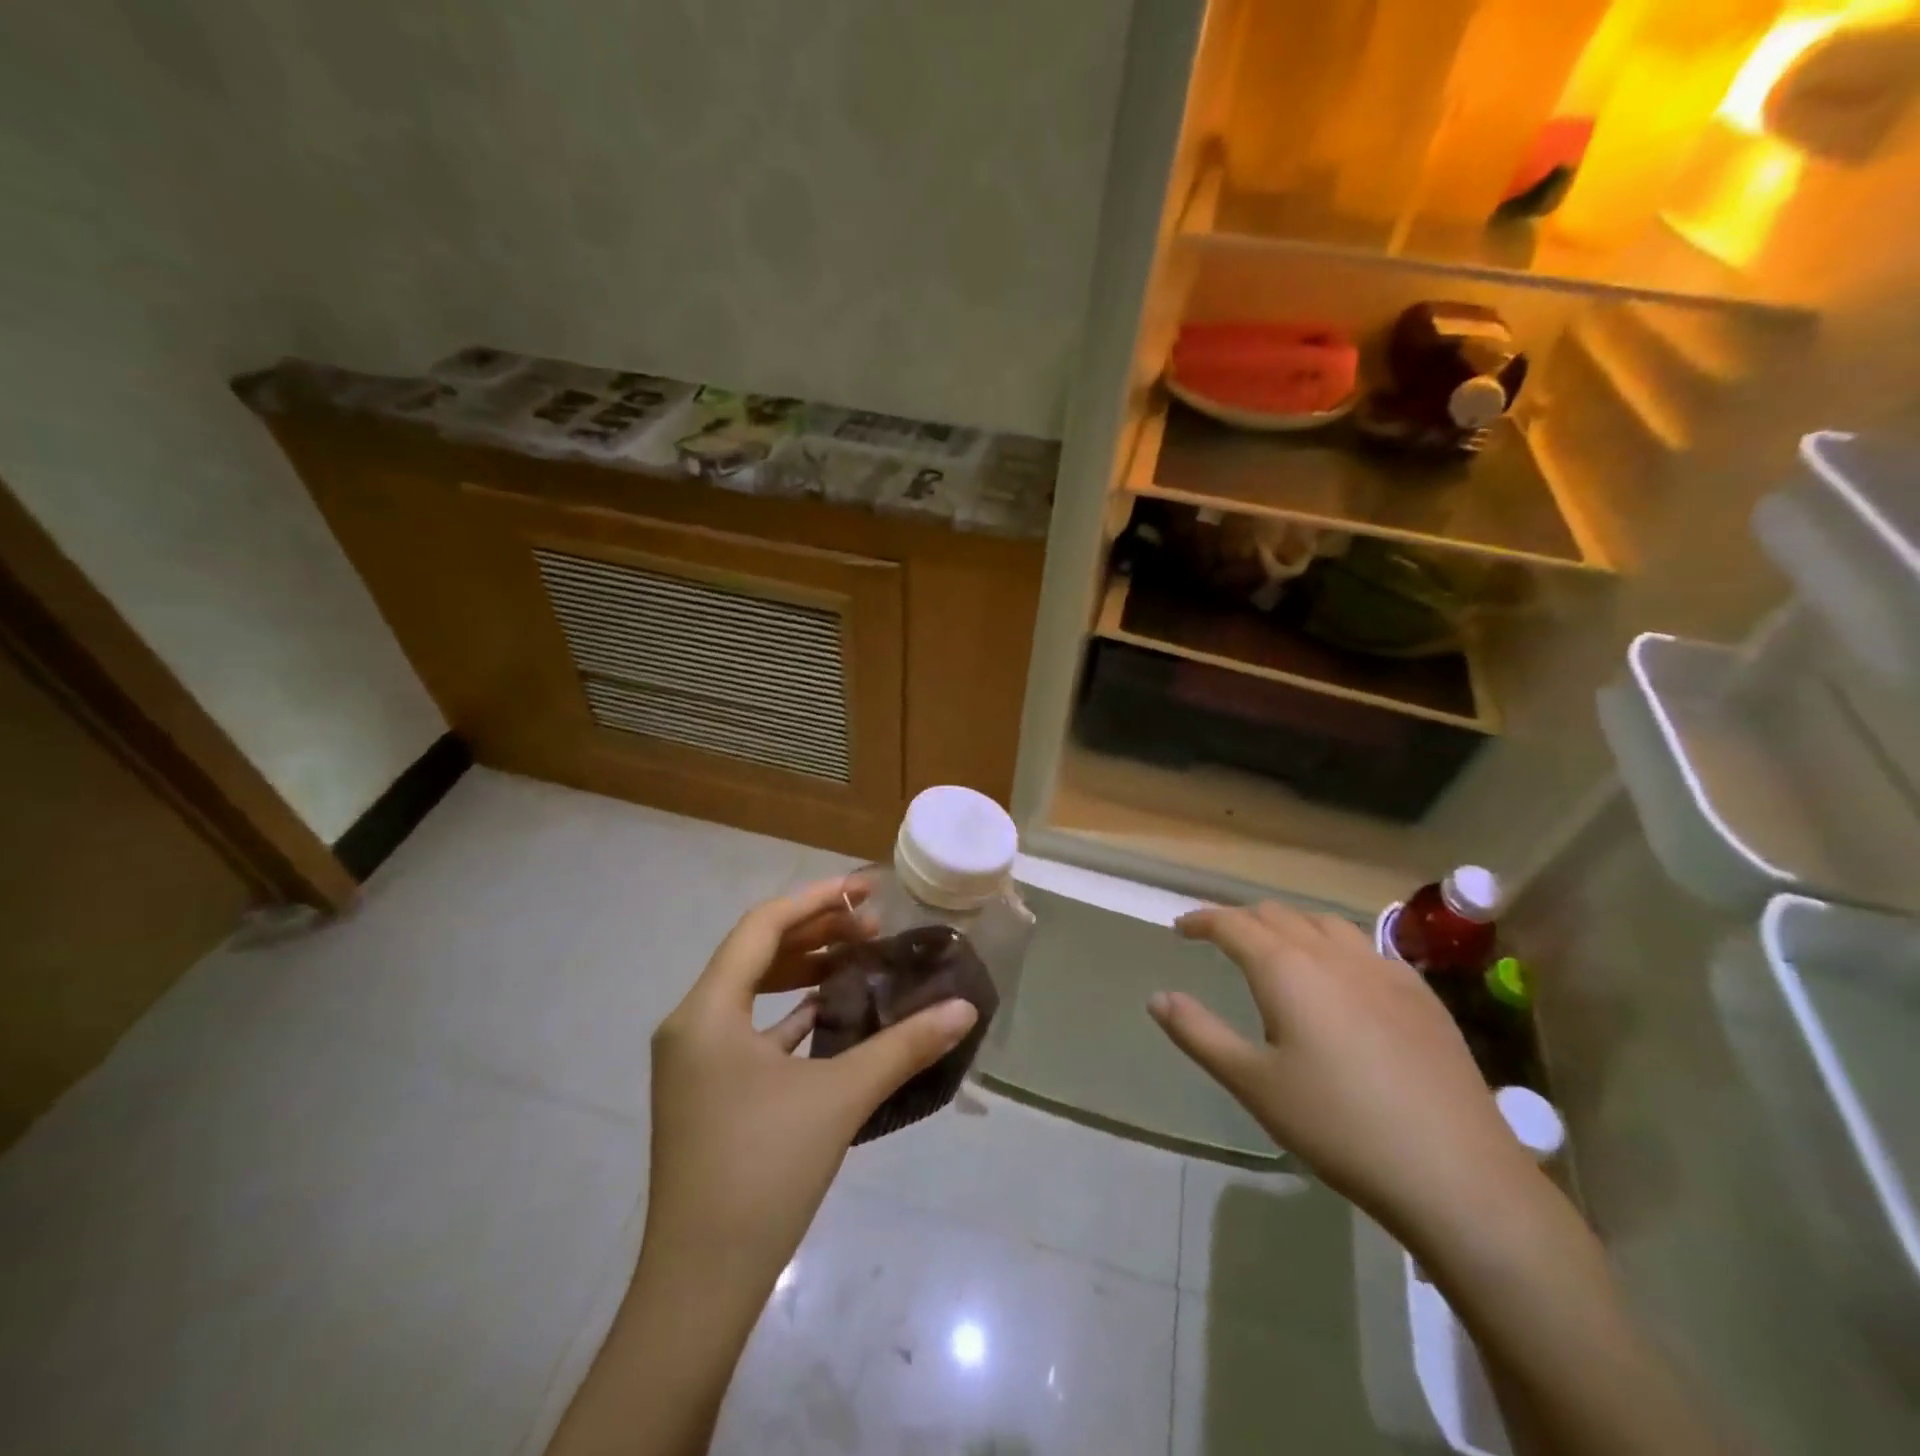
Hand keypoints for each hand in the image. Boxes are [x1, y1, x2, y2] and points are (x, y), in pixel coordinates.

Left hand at [643, 877, 978, 1289]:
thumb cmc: (763, 1173)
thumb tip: (964, 1008)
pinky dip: (790, 1010)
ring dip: (803, 969)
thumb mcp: (839, 1098)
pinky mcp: (706, 1090)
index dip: (816, 899)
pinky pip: (749, 1027)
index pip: (762, 926)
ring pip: (751, 989)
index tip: (866, 890)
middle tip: (872, 925)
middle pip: (755, 951)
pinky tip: (832, 1012)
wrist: (699, 1286)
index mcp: (707, 1011)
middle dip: (815, 931)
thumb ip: (904, 1046)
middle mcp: (691, 1024)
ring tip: (857, 957)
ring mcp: (694, 1060)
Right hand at [1149, 901, 1539, 1240]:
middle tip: (1221, 941)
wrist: (1455, 1173)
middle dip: (1242, 920)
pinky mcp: (1421, 995)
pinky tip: (1342, 979)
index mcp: (1286, 969)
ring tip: (1277, 951)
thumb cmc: (1337, 1126)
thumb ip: (1199, 1033)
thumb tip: (1158, 997)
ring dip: (1290, 927)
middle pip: (1277, 915)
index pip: (1233, 924)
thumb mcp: (1253, 1084)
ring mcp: (1384, 970)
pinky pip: (1366, 948)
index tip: (1181, 929)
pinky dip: (1335, 947)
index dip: (1202, 921)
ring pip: (1325, 924)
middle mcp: (1332, 954)